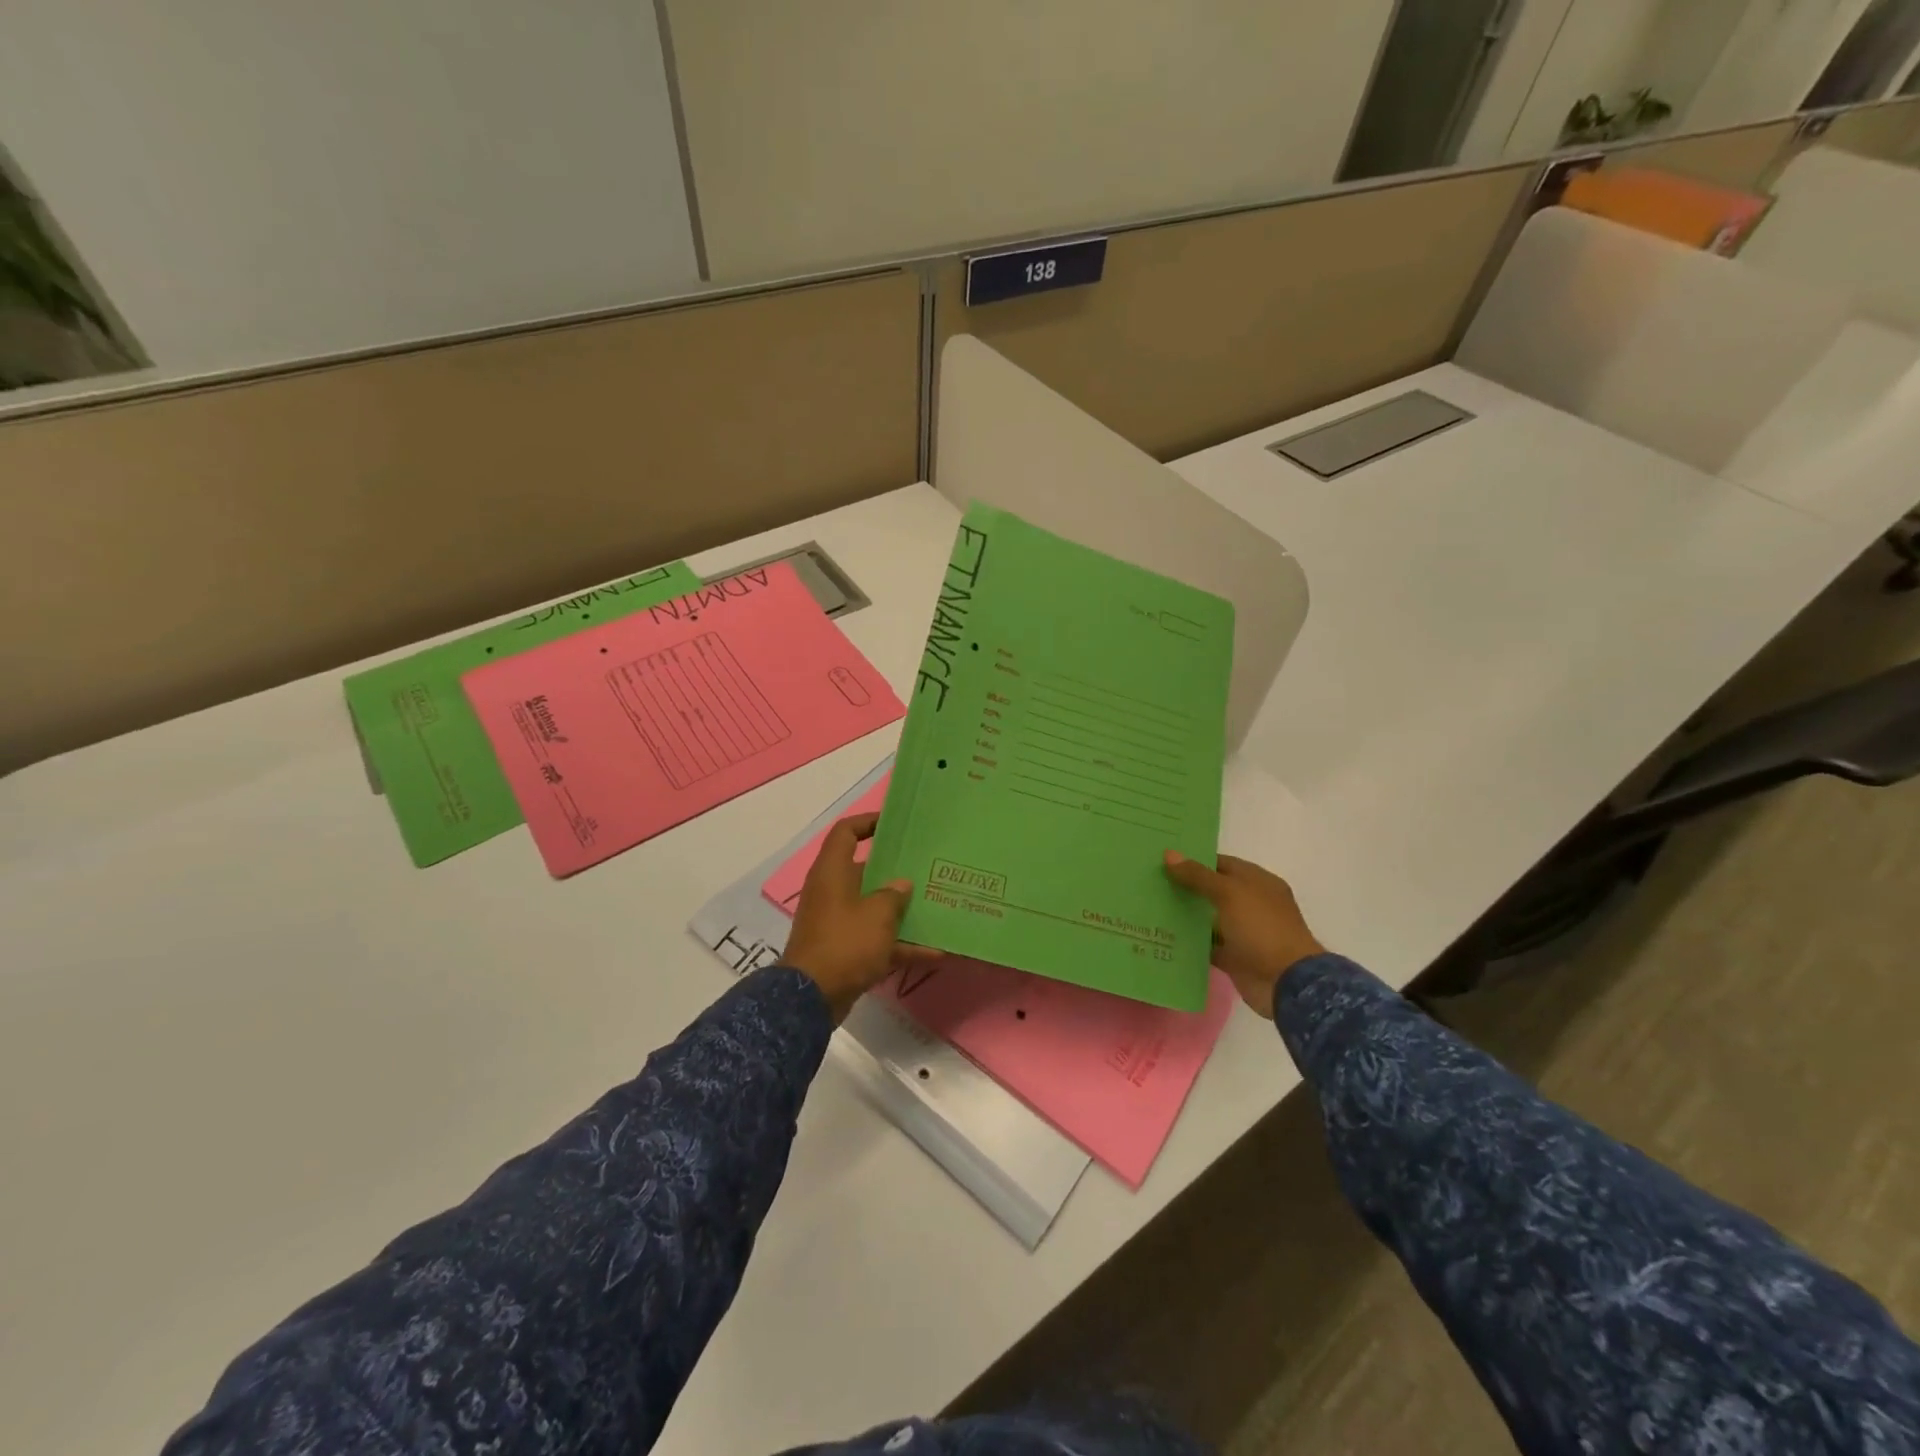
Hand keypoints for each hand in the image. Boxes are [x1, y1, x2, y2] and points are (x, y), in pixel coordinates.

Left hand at [785, 813, 931, 1022]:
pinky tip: (935, 952)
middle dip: (895, 871)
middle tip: (925, 867)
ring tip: (935, 906)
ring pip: (873, 908)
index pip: (846, 832)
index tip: (894, 824)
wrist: (811, 997)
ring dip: (901, 911)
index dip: (868, 822)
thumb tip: (901, 884)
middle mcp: (832, 892)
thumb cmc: (845, 943)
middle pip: (865, 871)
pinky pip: (876, 940)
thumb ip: (894, 895)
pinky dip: (901, 945)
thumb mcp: (877, 915)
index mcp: (833, 872)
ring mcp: (837, 922)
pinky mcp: (844, 950)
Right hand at [1163, 852, 1325, 1017]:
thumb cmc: (1261, 928)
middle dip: (1185, 887)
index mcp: (1257, 882)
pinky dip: (1190, 943)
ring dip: (1185, 915)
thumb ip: (1198, 875)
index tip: (1163, 861)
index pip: (1221, 864)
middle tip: (1150, 883)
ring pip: (1208, 918)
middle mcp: (1251, 904)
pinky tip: (1164, 936)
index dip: (1194, 861)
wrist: (1285, 982)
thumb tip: (1169, 854)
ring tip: (1150, 907)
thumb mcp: (1229, 893)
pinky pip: (1207, 945)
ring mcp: (1243, 932)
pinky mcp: (1234, 957)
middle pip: (1212, 890)